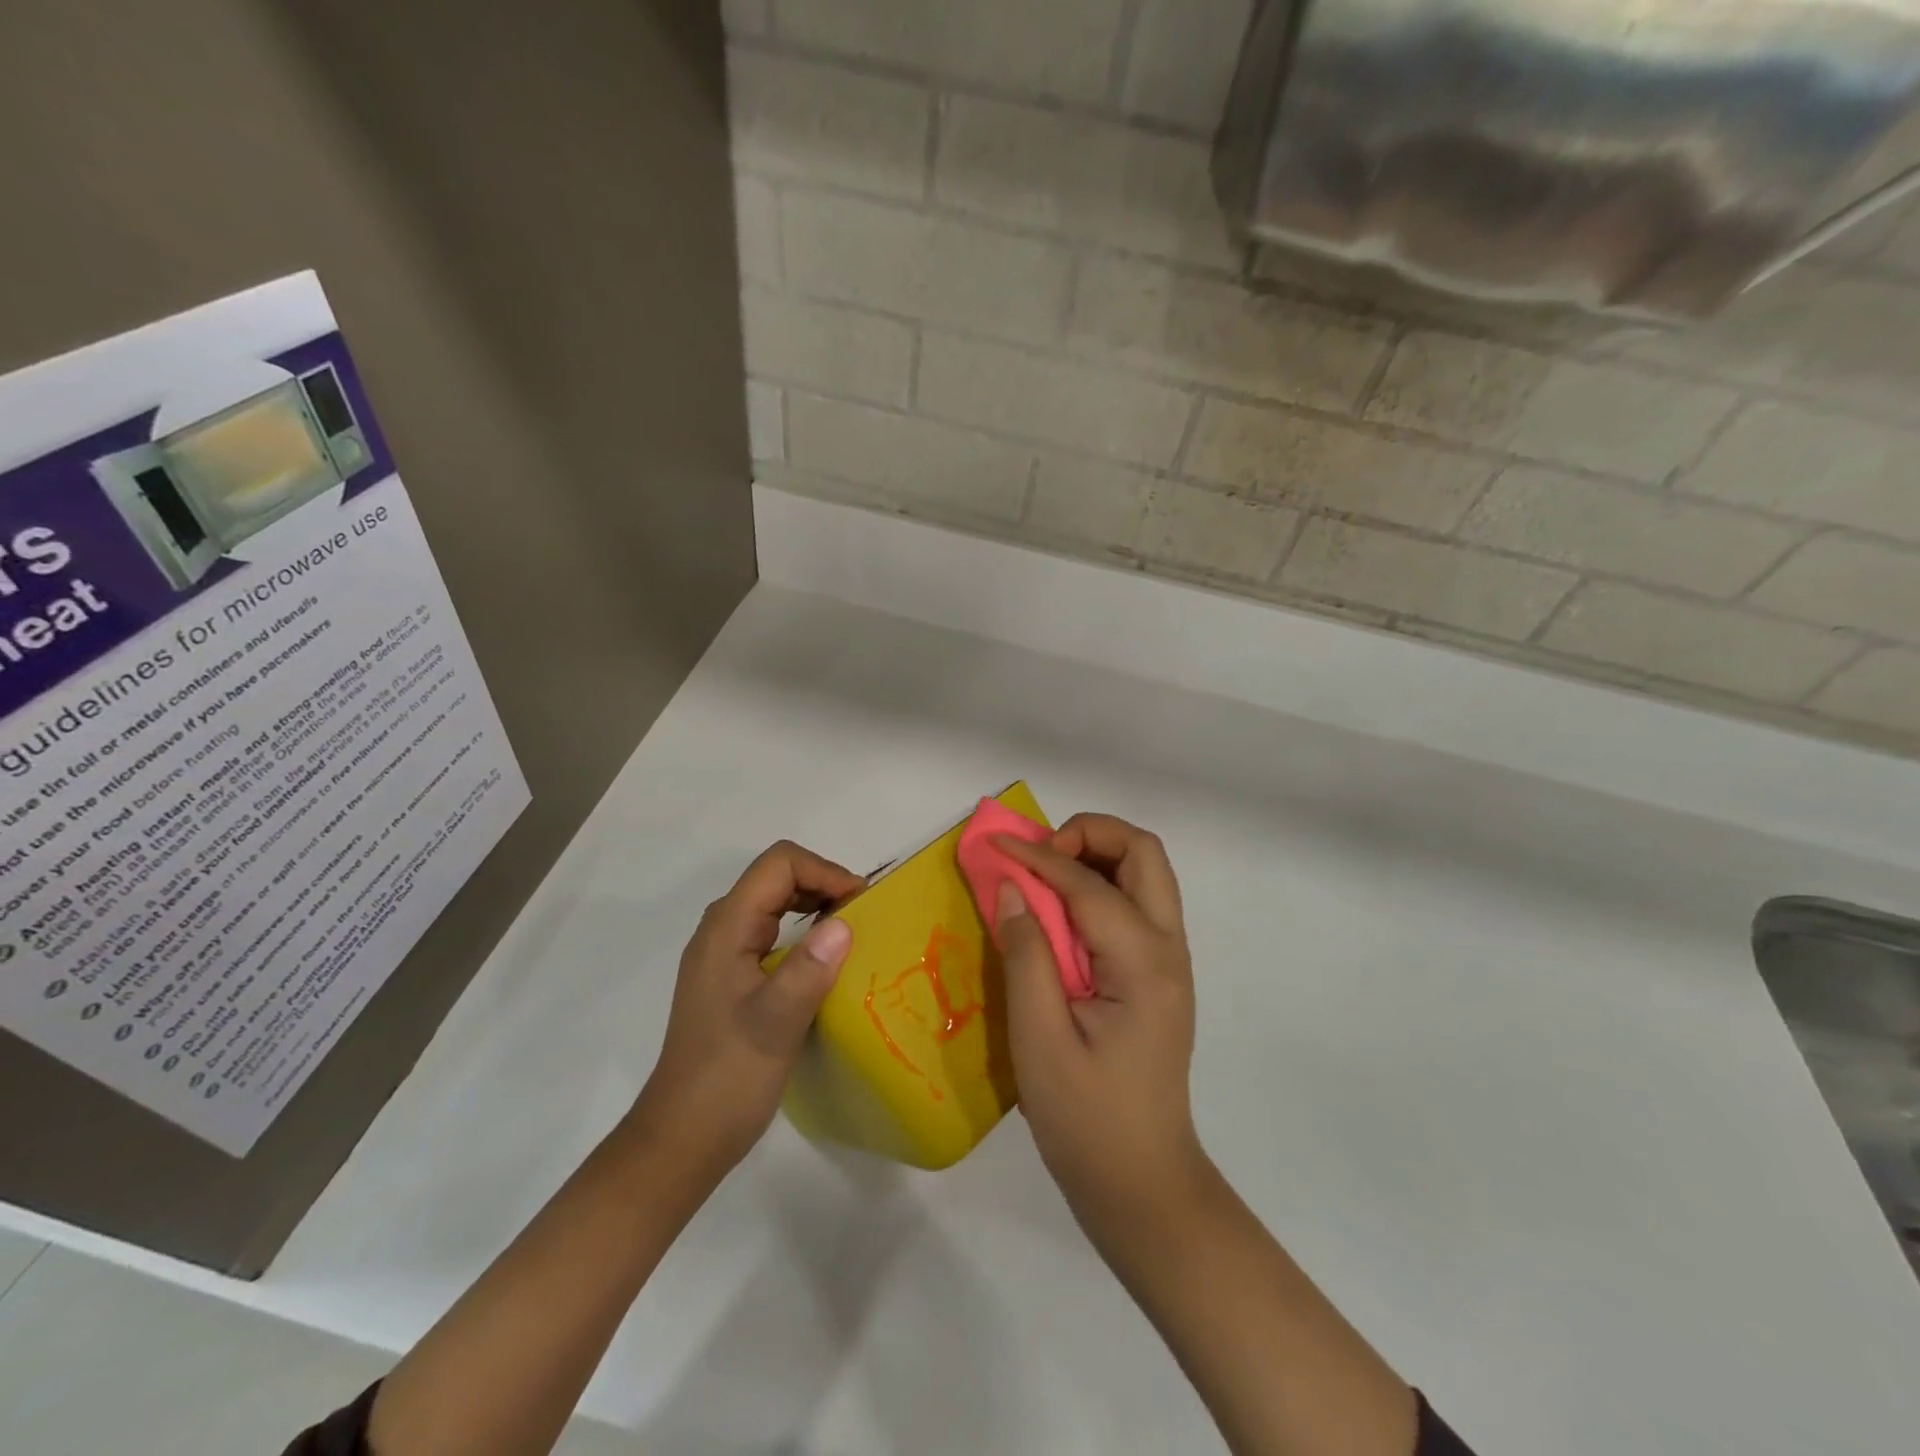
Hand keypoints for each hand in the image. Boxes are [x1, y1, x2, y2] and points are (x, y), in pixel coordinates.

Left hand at [633, 841, 863, 1182]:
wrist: (683, 1138)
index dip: (824, 871)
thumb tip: (844, 923)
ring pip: (774, 902)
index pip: (778, 864)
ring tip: (852, 932)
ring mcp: (724, 953)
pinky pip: (772, 931)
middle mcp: (721, 929)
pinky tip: (825, 960)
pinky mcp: (731, 976)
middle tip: (863, 915)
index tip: (860, 904)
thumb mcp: (774, 1024)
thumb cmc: (727, 1078)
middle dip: (823, 883)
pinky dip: (804, 930)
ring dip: (815, 905)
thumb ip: (808, 969)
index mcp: (726, 928)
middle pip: (776, 876)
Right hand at [993, 814, 1208, 1239]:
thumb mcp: (1039, 1039)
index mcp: (1142, 964)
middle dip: (1089, 834)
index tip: (994, 845)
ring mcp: (1170, 960)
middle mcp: (1169, 949)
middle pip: (1143, 853)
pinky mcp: (1158, 974)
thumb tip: (1011, 887)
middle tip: (1038, 856)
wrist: (1142, 1182)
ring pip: (1146, 872)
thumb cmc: (1086, 1119)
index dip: (1037, 856)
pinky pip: (1137, 903)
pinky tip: (1062, 911)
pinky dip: (1101, 884)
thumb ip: (1026, 954)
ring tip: (1045, 876)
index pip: (1089, 884)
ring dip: (1097, 855)